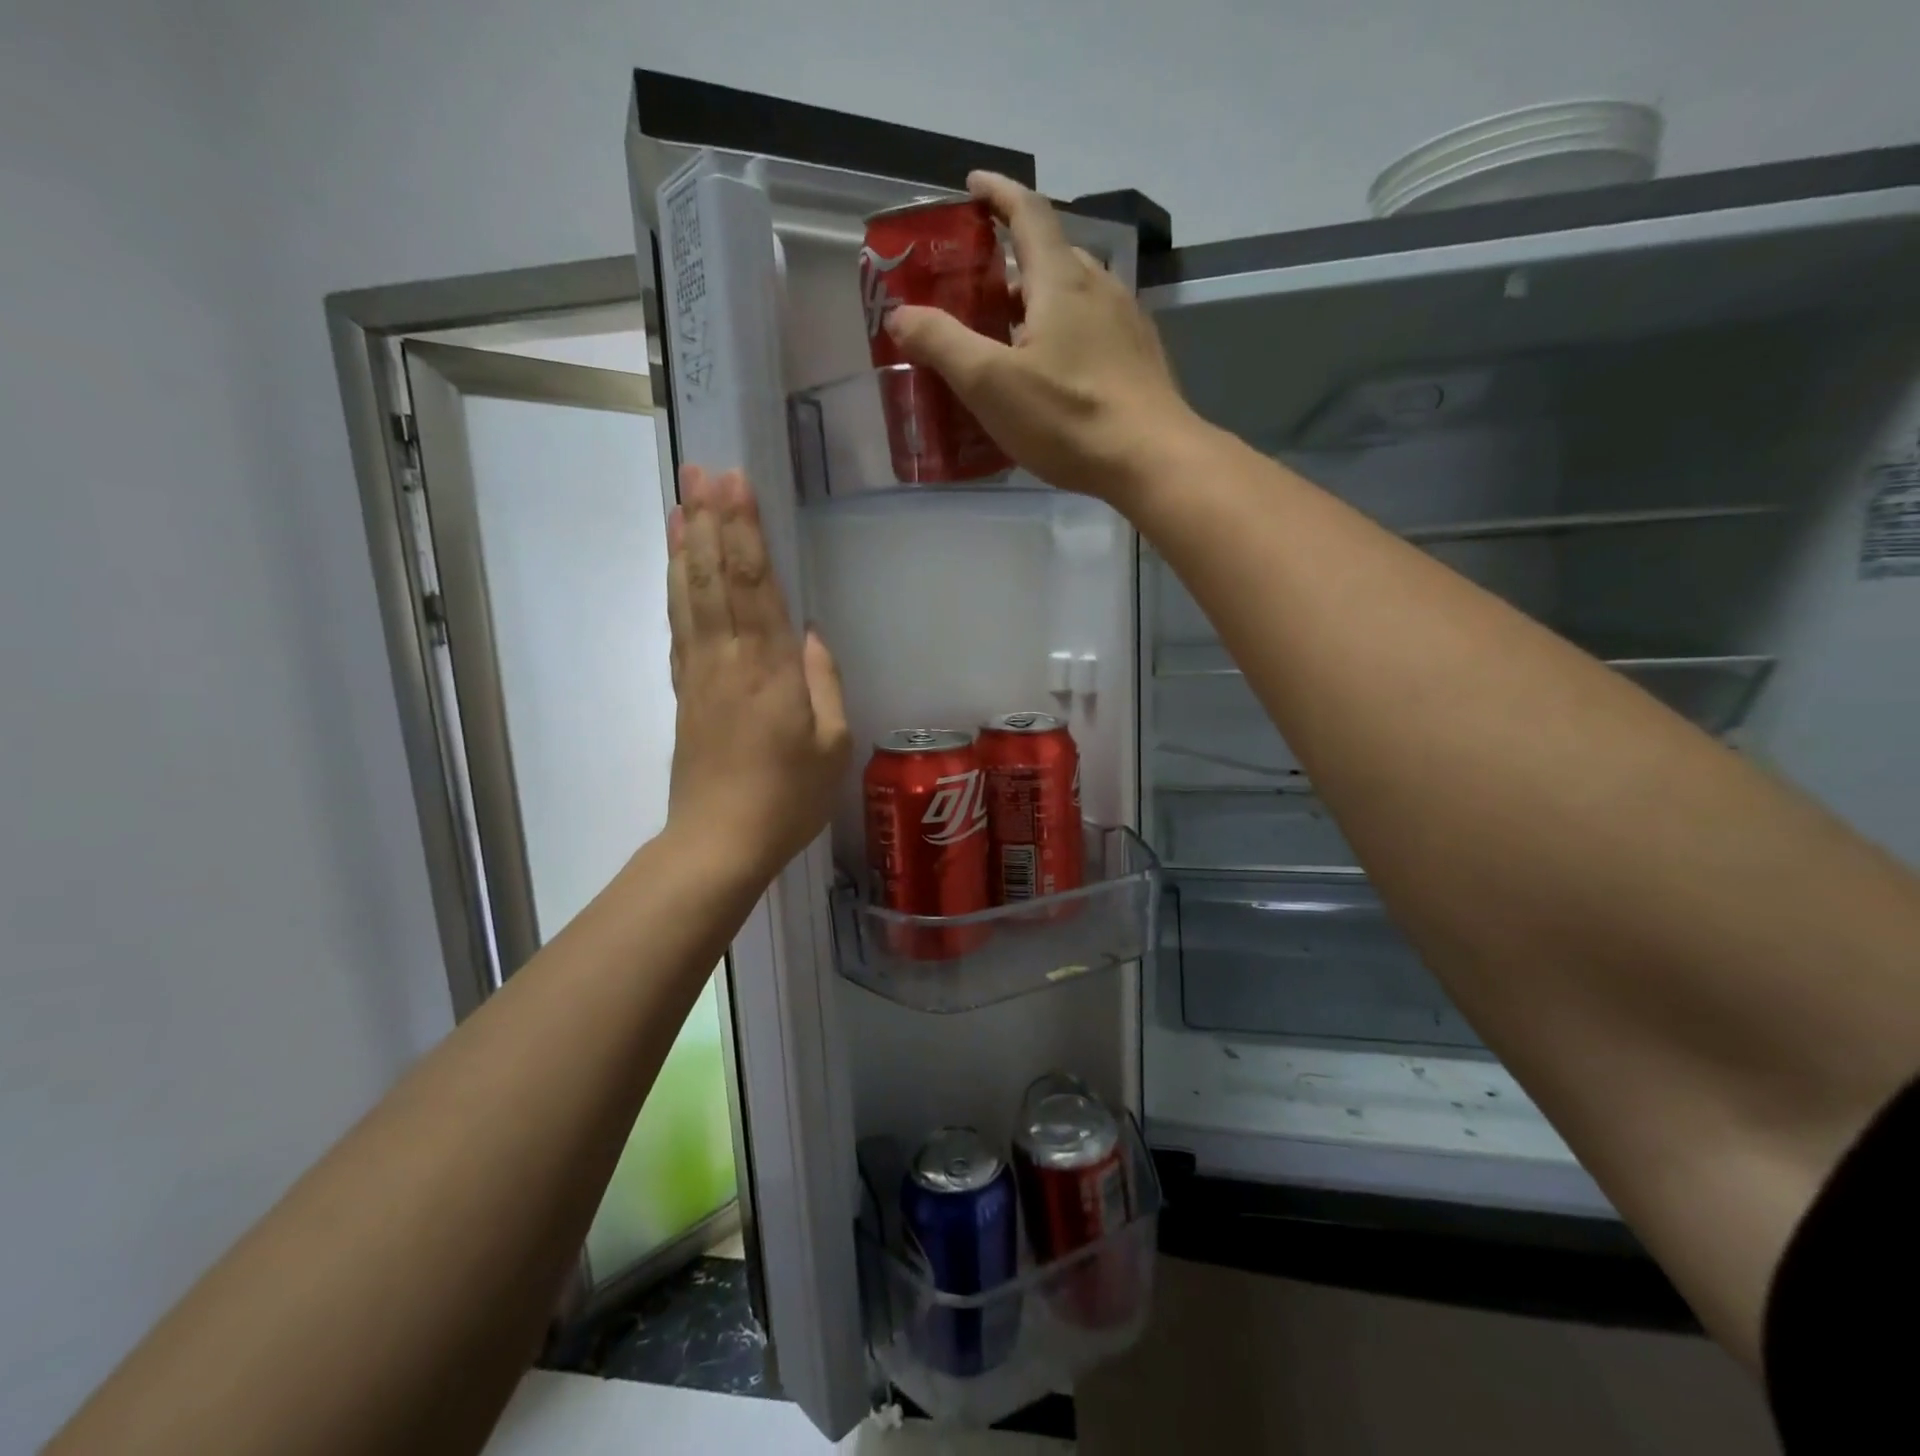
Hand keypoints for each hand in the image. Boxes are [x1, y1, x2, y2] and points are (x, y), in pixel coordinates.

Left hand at [665, 466, 849, 881]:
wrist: (719, 841)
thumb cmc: (788, 798)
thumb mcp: (832, 746)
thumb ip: (823, 683)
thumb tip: (807, 633)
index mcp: (769, 669)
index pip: (753, 583)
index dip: (744, 530)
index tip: (736, 483)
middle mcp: (727, 658)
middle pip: (714, 576)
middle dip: (710, 519)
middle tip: (704, 468)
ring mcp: (698, 672)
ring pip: (688, 594)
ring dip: (684, 542)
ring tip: (682, 497)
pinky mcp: (683, 690)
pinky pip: (677, 626)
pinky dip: (672, 586)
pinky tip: (673, 562)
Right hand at [885, 170, 1205, 503]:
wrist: (1151, 460)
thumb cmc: (1069, 418)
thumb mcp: (991, 383)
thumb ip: (943, 344)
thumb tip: (901, 314)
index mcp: (1061, 280)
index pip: (1028, 212)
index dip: (998, 194)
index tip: (973, 186)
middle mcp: (1100, 287)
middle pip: (1052, 254)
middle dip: (1013, 259)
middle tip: (979, 287)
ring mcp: (1126, 324)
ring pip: (1076, 294)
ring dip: (1040, 301)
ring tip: (1010, 334)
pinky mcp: (1140, 360)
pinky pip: (1095, 328)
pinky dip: (1066, 332)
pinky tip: (1054, 371)